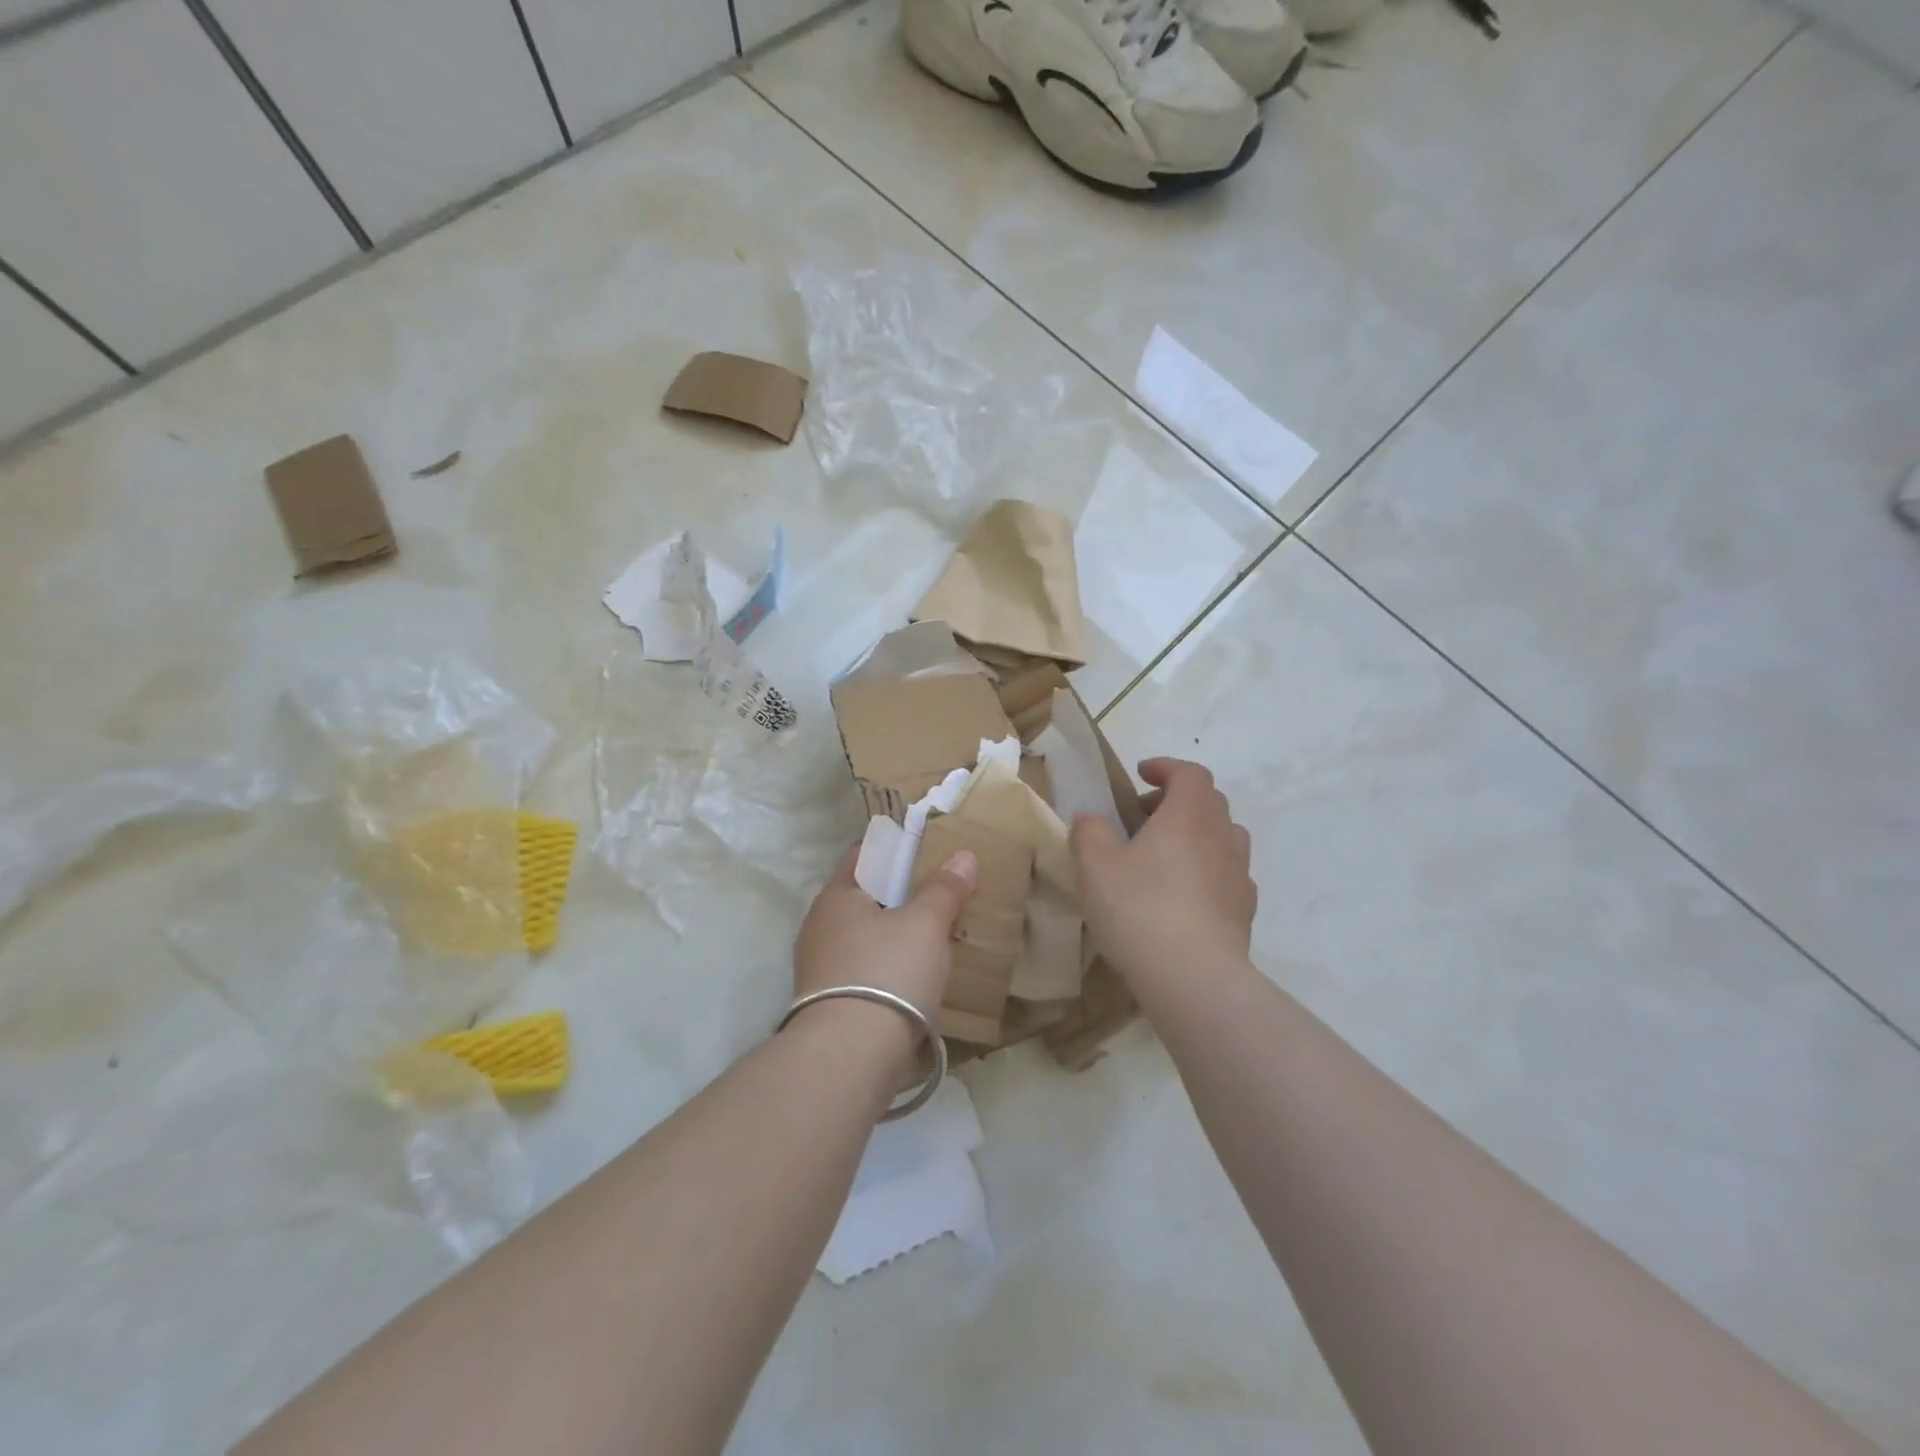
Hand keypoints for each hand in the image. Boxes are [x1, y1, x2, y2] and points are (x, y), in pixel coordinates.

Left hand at [789, 845, 977, 1056]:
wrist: (849, 1058)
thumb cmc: (887, 973)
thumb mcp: (926, 925)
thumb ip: (944, 889)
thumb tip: (963, 856)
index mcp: (835, 896)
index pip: (864, 856)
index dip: (896, 851)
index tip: (928, 855)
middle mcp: (819, 926)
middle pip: (866, 899)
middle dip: (901, 898)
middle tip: (940, 898)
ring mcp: (819, 968)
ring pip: (866, 938)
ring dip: (896, 937)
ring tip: (935, 941)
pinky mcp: (828, 1004)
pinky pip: (864, 971)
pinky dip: (889, 969)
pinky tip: (916, 980)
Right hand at [1070, 758, 1256, 987]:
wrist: (1194, 977)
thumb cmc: (1140, 908)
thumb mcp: (1094, 864)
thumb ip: (1089, 831)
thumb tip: (1091, 819)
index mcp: (1189, 815)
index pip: (1190, 773)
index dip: (1166, 768)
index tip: (1141, 774)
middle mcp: (1222, 836)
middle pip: (1210, 802)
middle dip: (1178, 800)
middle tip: (1144, 817)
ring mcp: (1239, 875)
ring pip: (1223, 838)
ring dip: (1196, 836)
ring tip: (1164, 857)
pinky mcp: (1244, 912)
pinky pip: (1227, 876)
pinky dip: (1207, 872)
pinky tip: (1183, 897)